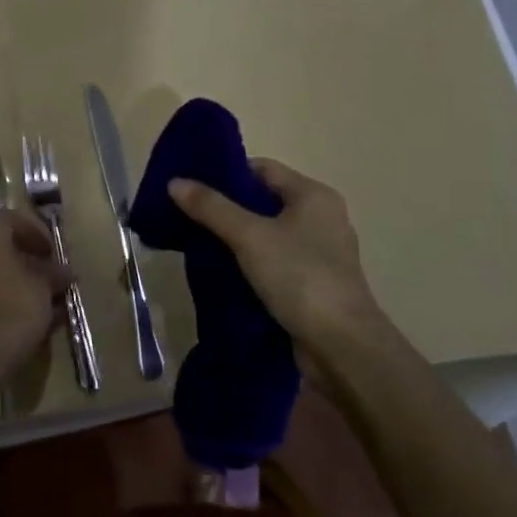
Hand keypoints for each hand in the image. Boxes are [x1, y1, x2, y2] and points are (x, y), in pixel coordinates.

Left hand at [0, 210, 69, 377]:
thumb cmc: (17, 307)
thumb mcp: (45, 286)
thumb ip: (54, 273)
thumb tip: (63, 272)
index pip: (11, 219)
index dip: (35, 232)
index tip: (51, 252)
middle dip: (22, 254)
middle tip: (44, 270)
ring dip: (9, 273)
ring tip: (34, 292)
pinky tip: (18, 307)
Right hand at [168, 159, 385, 350]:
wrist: (342, 347)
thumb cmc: (300, 277)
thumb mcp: (249, 236)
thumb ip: (211, 207)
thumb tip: (174, 182)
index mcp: (313, 196)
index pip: (262, 169)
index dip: (226, 172)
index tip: (190, 183)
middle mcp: (321, 218)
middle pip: (263, 201)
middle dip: (225, 207)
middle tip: (185, 213)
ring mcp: (319, 253)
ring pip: (266, 234)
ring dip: (234, 238)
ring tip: (195, 241)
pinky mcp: (312, 284)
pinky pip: (273, 262)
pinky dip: (248, 263)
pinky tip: (221, 271)